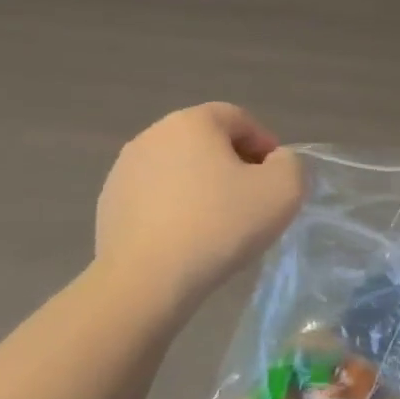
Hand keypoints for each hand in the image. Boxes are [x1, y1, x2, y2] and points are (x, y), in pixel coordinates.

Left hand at [95, 104, 304, 308]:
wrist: (147, 280)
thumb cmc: (221, 224)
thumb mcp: (284, 189)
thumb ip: (290, 164)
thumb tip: (273, 163)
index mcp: (192, 122)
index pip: (239, 118)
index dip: (265, 144)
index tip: (276, 178)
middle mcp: (152, 136)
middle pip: (207, 142)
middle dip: (234, 165)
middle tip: (254, 200)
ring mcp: (124, 171)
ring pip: (180, 170)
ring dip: (204, 187)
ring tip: (221, 224)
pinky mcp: (109, 205)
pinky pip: (157, 197)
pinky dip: (178, 209)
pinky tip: (190, 239)